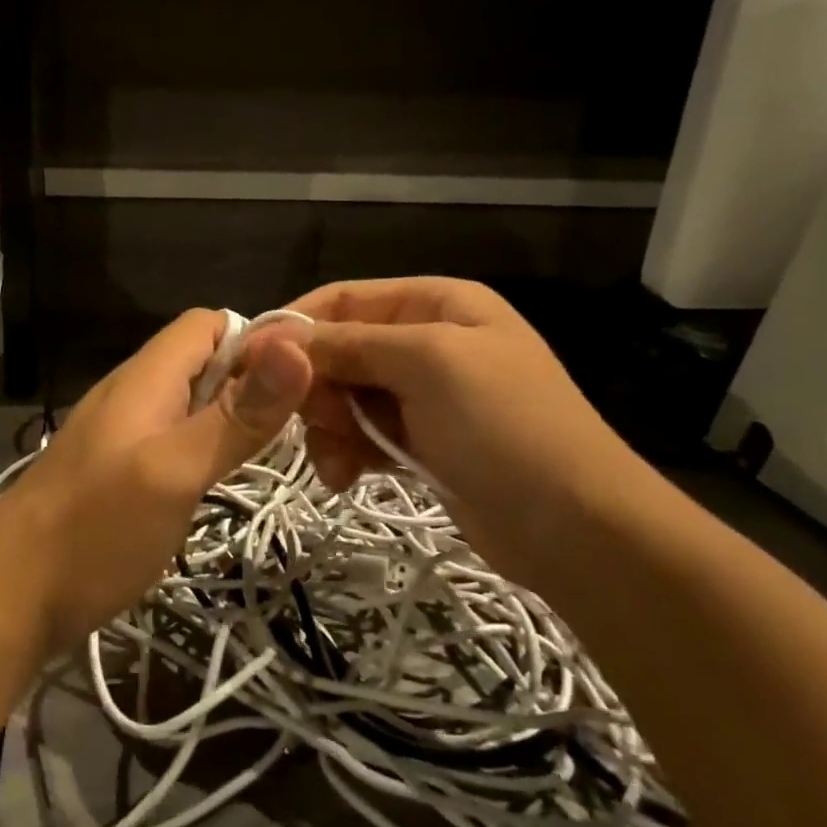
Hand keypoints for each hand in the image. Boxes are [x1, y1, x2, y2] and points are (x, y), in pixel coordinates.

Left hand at [0, 309, 312, 654]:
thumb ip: (235, 416)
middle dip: (254, 382)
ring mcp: (123, 434)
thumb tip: (296, 346)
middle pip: (204, 362)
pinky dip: (206, 449)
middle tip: (302, 427)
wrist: (8, 597)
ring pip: (191, 403)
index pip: (210, 324)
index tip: (304, 381)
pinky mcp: (119, 471)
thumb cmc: (95, 530)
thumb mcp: (174, 471)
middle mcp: (134, 394)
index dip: (258, 341)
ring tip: (275, 455)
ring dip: (232, 418)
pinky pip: (173, 439)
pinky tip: (223, 482)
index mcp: (146, 377)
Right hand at [289, 278, 649, 570]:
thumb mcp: (425, 364)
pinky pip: (362, 433)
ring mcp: (424, 395)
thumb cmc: (504, 425)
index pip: (344, 299)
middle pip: (340, 350)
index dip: (296, 326)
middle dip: (317, 387)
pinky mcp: (419, 441)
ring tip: (336, 463)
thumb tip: (273, 335)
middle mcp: (427, 340)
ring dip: (329, 427)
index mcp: (437, 303)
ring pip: (344, 396)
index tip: (250, 363)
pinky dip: (346, 452)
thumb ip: (347, 344)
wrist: (576, 528)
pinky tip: (346, 477)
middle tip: (312, 423)